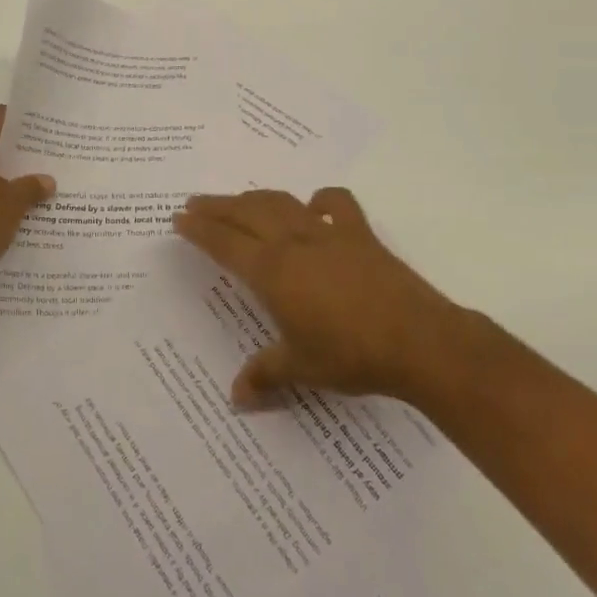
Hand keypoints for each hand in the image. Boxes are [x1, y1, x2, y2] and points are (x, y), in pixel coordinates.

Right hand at [174, 187, 462, 407]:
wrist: (417, 340)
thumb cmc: (350, 354)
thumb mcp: (301, 368)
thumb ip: (264, 375)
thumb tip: (235, 398)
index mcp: (271, 271)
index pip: (224, 242)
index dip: (198, 229)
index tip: (178, 218)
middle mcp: (293, 242)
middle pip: (245, 212)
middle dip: (217, 206)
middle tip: (195, 202)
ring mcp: (327, 233)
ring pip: (281, 202)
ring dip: (254, 197)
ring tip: (239, 199)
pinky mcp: (360, 234)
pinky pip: (336, 204)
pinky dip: (321, 199)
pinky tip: (313, 204)